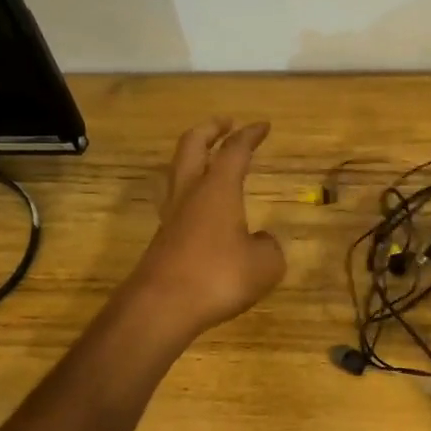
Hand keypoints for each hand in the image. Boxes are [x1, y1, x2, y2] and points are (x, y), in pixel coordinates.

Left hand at [127, 118, 286, 338]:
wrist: (162, 307)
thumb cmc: (218, 276)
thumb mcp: (265, 265)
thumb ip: (269, 247)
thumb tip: (262, 241)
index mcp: (218, 188)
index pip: (235, 150)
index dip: (250, 135)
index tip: (263, 126)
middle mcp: (191, 193)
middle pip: (192, 146)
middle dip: (210, 130)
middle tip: (226, 123)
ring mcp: (172, 216)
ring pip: (178, 171)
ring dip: (194, 157)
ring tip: (209, 158)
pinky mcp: (163, 239)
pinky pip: (177, 201)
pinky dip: (192, 191)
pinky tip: (205, 207)